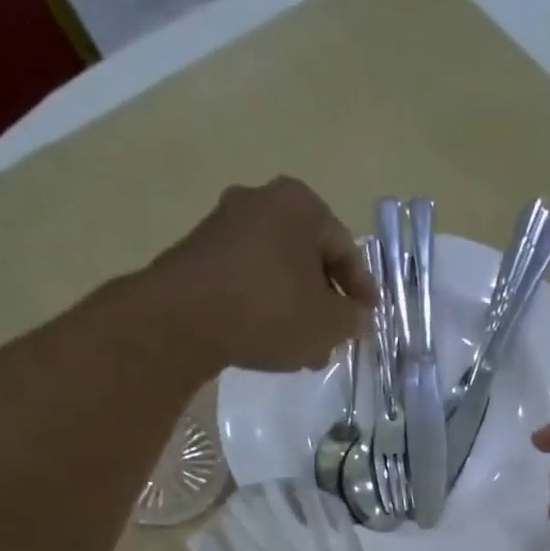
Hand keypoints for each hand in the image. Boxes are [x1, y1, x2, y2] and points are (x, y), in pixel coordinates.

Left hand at [143, 177, 377, 371]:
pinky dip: (262, 306)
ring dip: (294, 308)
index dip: (361, 289)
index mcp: (300, 204)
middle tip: (333, 338)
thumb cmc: (270, 310)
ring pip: (276, 271)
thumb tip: (357, 317)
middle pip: (307, 258)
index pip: (345, 248)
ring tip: (301, 349)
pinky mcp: (197, 253)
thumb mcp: (327, 324)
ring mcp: (223, 224)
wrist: (183, 318)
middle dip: (324, 302)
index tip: (366, 318)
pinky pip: (245, 280)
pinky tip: (266, 340)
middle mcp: (261, 201)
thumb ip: (352, 319)